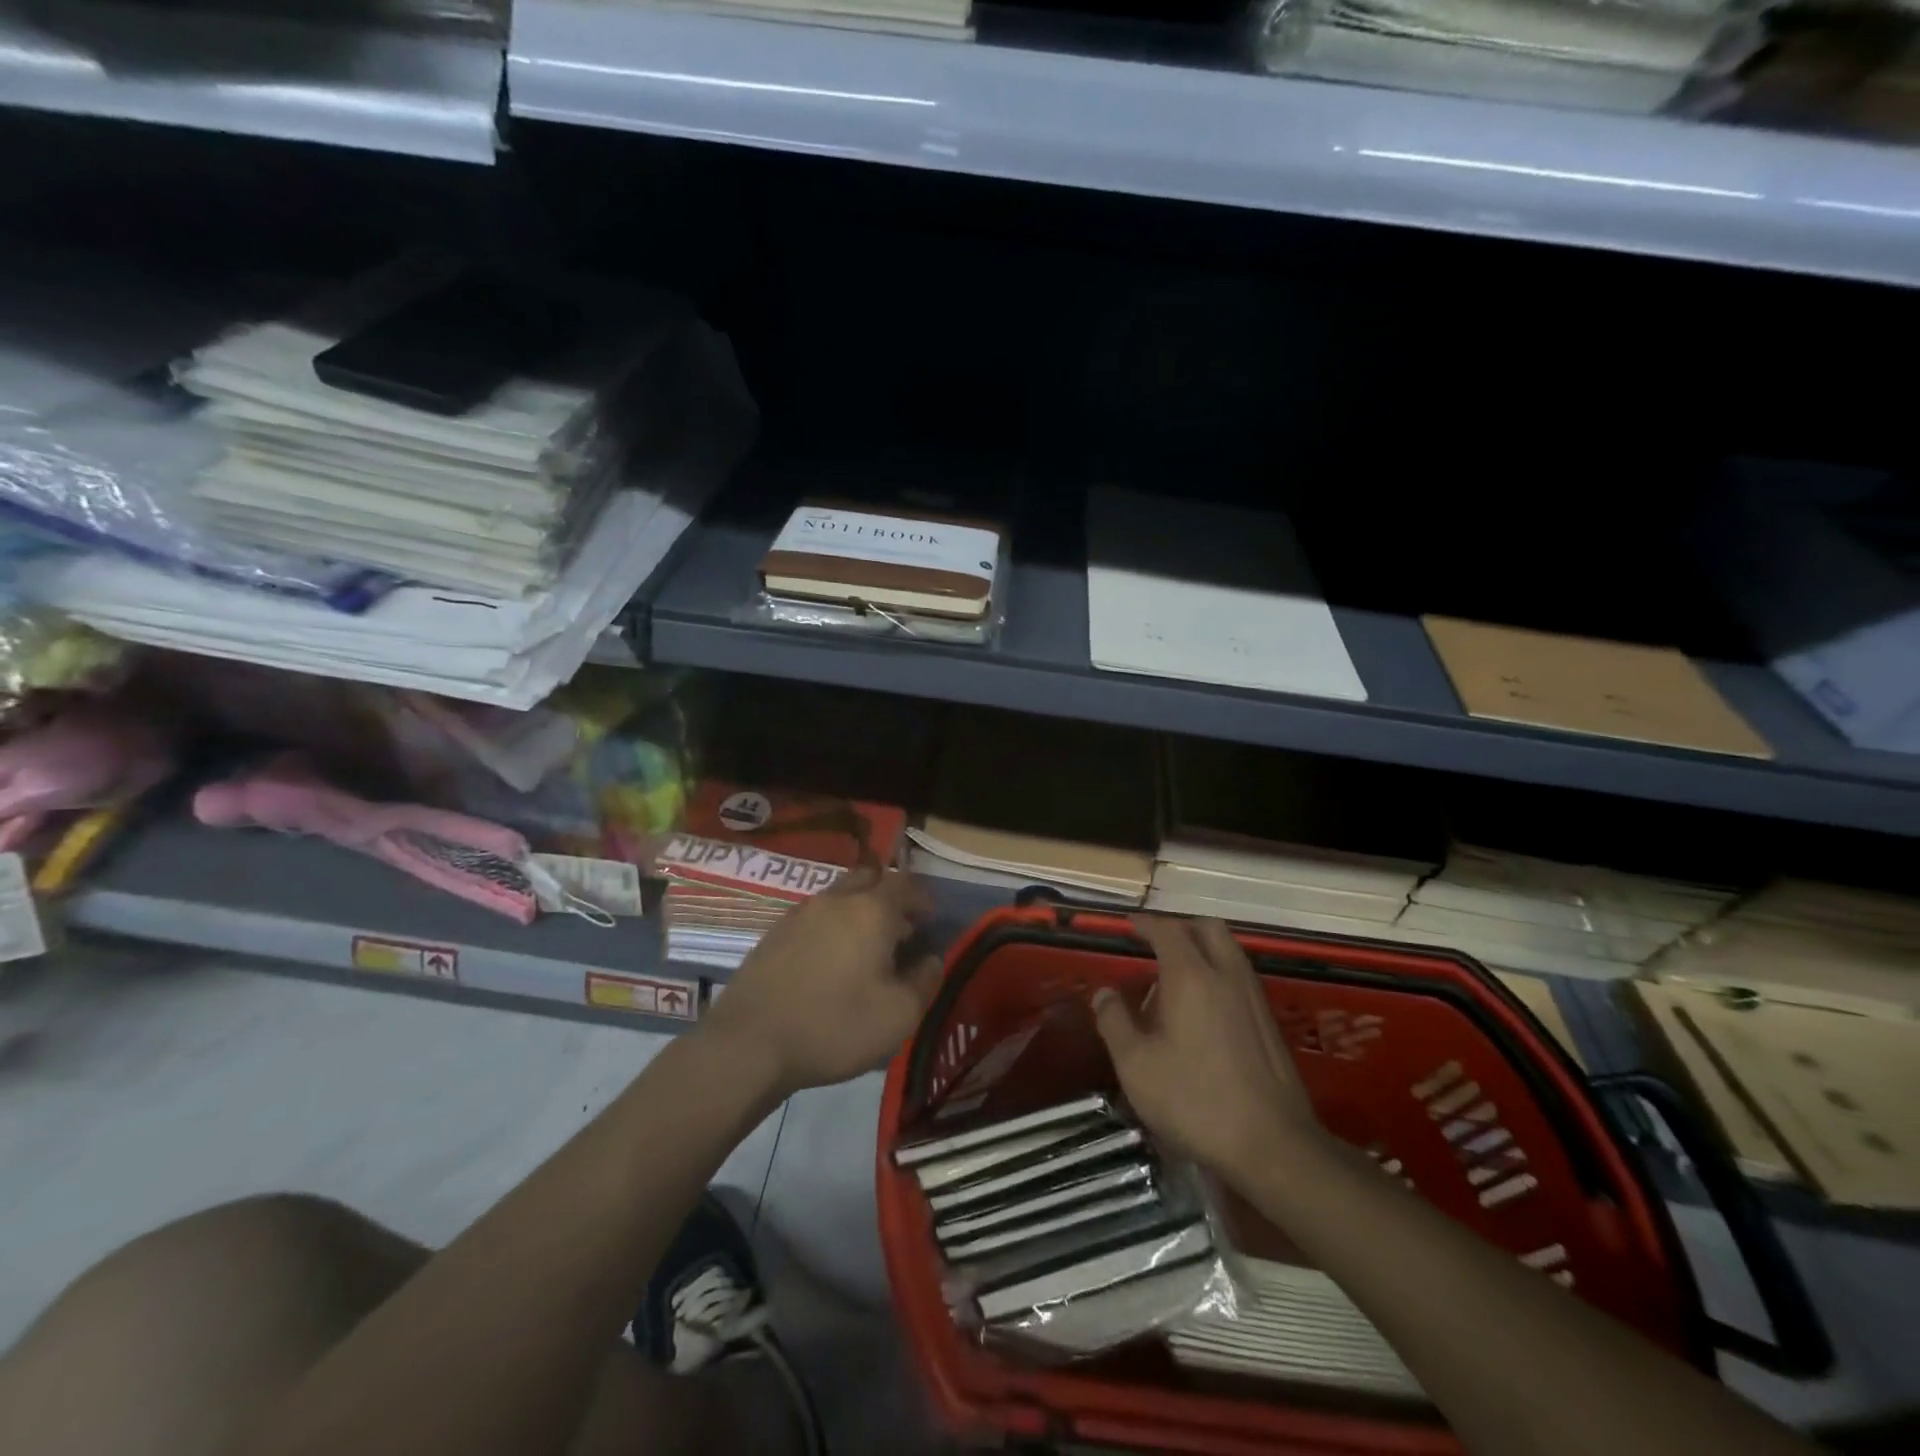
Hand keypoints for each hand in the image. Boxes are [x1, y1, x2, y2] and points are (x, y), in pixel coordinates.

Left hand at [701, 868, 940, 1097]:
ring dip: (859, 910)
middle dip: (890, 896)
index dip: (923, 900)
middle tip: (899, 929)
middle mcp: (836, 899)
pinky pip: (815, 915)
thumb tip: (931, 959)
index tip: (930, 922)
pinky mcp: (775, 932)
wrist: (749, 1043)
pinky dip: (832, 926)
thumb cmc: (834, 1026)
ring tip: (866, 949)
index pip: (906, 885)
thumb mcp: (898, 1015)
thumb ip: (925, 981)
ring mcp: (800, 912)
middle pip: (870, 878)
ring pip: (840, 895)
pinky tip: (830, 961)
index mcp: (871, 910)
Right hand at [1094, 916, 1325, 1182]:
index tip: (1129, 925)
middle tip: (1156, 942)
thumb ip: (1114, 1022)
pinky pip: (1240, 975)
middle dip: (1180, 926)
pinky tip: (1204, 1006)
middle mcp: (1226, 975)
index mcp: (1191, 976)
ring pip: (1229, 950)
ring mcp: (1254, 997)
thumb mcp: (1136, 1066)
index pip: (1167, 930)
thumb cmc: (1194, 1100)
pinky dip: (1219, 971)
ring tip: (1177, 973)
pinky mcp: (1270, 1022)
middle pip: (1207, 928)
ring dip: (1203, 947)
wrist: (1273, 1146)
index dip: (1146, 923)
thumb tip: (1104, 994)